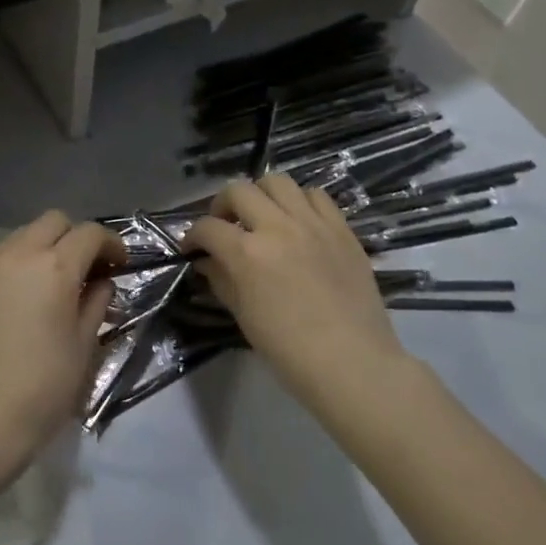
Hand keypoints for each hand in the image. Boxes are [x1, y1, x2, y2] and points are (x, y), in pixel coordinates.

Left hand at [0, 211, 126, 467]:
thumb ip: (96, 301)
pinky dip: (12, 258)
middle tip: (85, 269)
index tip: (119, 264)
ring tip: (47, 279)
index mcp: (55, 266)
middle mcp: (19, 252)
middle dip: (75, 238)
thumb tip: (101, 282)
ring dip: (42, 246)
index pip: (90, 234)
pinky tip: (16, 288)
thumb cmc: (44, 386)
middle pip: (55, 222)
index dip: (111, 244)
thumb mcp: (85, 344)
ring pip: (23, 233)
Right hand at [182, 175, 403, 404]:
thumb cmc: (289, 349)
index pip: (208, 228)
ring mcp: (313, 224)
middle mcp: (278, 227)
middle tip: (224, 226)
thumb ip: (222, 280)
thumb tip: (207, 262)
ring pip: (278, 182)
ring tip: (262, 217)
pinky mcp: (342, 229)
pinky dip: (300, 203)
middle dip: (222, 205)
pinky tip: (298, 223)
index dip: (193, 236)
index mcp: (248, 253)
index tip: (192, 249)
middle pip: (239, 190)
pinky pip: (317, 196)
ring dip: (262, 195)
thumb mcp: (244, 316)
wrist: (353, 363)